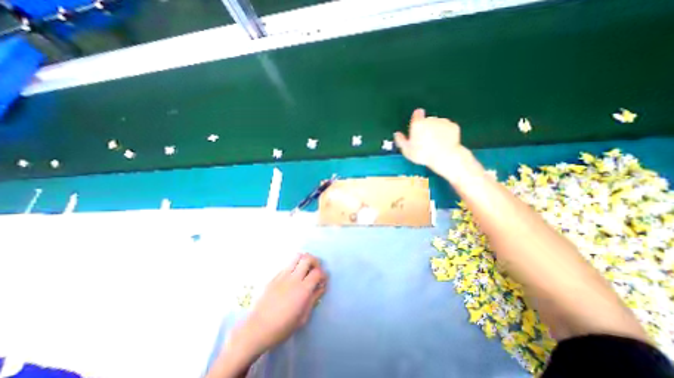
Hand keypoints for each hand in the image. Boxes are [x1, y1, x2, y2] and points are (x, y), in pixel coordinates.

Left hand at [231, 253, 327, 356]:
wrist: (256, 329)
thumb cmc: (282, 328)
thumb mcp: (302, 317)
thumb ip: (313, 299)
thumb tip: (321, 287)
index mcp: (302, 290)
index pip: (317, 272)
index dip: (323, 274)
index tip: (323, 280)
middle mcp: (293, 278)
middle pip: (308, 258)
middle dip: (315, 261)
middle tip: (316, 269)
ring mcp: (282, 275)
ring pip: (296, 256)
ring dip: (304, 259)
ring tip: (305, 268)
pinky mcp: (274, 276)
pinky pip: (287, 264)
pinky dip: (294, 265)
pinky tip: (292, 276)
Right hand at [395, 108, 469, 177]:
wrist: (444, 156)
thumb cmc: (423, 154)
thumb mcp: (407, 150)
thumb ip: (400, 140)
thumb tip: (397, 134)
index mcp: (418, 124)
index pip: (417, 114)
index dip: (416, 119)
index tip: (416, 126)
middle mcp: (430, 119)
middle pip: (427, 120)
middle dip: (426, 127)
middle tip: (424, 141)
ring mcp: (443, 122)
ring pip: (437, 124)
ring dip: (435, 130)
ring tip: (434, 143)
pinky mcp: (453, 126)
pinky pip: (447, 128)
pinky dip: (445, 133)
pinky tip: (443, 142)